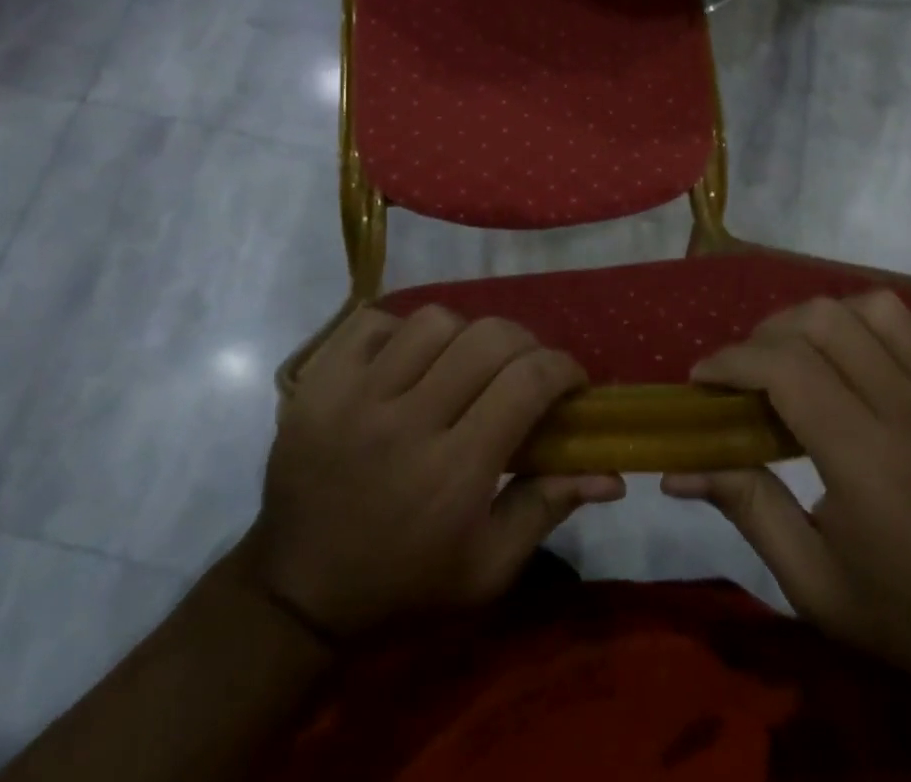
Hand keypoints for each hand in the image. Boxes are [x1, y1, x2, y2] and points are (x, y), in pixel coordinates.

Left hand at [244, 306, 623, 639]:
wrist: (299, 589)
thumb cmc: (405, 583)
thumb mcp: (486, 568)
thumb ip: (548, 507)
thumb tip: (612, 473)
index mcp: (453, 473)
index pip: (527, 383)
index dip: (562, 368)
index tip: (571, 379)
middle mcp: (406, 423)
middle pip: (487, 339)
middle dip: (524, 344)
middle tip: (524, 367)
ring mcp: (355, 396)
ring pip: (434, 320)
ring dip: (463, 335)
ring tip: (463, 362)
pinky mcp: (318, 383)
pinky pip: (374, 322)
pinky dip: (400, 331)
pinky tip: (407, 361)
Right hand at [662, 291, 910, 714]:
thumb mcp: (815, 585)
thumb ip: (747, 510)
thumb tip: (677, 470)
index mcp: (865, 457)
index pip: (786, 367)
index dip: (731, 361)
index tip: (701, 380)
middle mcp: (905, 409)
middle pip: (822, 320)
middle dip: (766, 334)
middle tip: (746, 374)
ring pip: (871, 307)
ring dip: (821, 320)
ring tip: (800, 357)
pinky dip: (874, 323)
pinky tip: (859, 358)